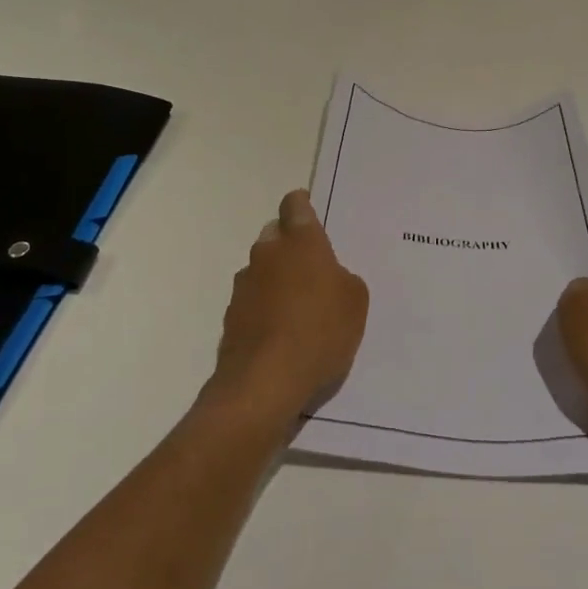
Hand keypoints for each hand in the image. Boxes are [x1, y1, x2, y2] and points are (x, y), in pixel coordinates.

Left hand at [207, 190, 368, 424]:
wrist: (264, 382)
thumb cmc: (319, 332)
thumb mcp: (355, 302)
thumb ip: (343, 279)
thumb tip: (330, 277)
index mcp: (300, 242)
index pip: (295, 205)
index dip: (302, 205)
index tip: (309, 213)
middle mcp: (267, 253)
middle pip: (275, 235)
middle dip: (290, 245)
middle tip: (312, 267)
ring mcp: (245, 284)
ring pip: (262, 268)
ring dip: (276, 278)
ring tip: (298, 306)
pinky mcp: (232, 314)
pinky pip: (253, 299)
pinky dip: (265, 307)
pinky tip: (281, 331)